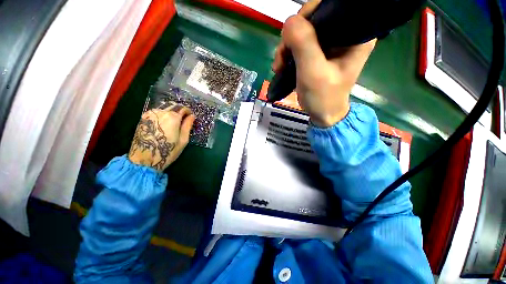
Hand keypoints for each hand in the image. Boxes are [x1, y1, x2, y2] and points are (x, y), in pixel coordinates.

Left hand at [128, 103, 194, 170]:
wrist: (144, 159)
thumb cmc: (168, 151)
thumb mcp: (183, 140)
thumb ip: (187, 126)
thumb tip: (192, 116)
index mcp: (173, 117)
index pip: (183, 108)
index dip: (188, 112)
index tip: (191, 116)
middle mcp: (161, 112)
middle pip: (173, 105)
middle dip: (180, 110)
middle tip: (184, 118)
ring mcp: (150, 114)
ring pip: (164, 107)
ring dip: (171, 111)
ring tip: (175, 121)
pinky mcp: (143, 118)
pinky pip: (156, 111)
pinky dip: (163, 113)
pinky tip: (164, 122)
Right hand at [272, 0, 375, 126]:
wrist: (322, 114)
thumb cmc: (323, 97)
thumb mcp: (313, 73)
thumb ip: (304, 45)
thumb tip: (290, 21)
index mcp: (355, 34)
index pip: (331, 7)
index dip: (308, 15)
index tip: (292, 36)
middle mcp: (345, 33)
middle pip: (314, 18)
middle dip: (293, 36)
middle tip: (282, 57)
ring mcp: (330, 43)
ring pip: (303, 31)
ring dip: (287, 47)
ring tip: (279, 66)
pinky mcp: (319, 53)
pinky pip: (300, 44)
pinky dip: (288, 53)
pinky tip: (281, 66)